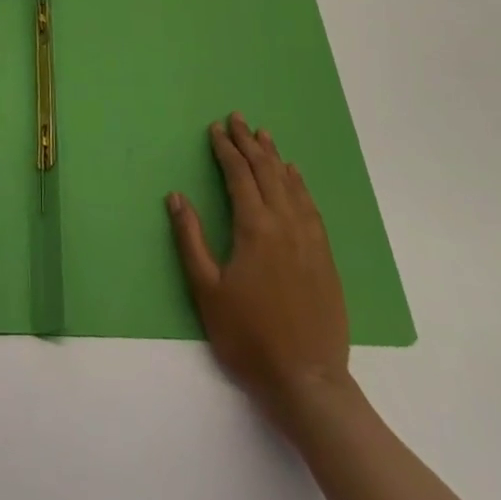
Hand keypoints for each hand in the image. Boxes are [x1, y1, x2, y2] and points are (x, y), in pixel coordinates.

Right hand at [168, 113, 351, 424]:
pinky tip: (295, 177)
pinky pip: (311, 207)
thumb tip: (176, 197)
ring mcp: (309, 240)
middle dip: (249, 143)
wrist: (307, 380)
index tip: (216, 129)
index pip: (239, 176)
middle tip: (238, 119)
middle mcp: (285, 224)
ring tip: (264, 136)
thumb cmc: (248, 336)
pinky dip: (299, 184)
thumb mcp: (206, 290)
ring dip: (275, 158)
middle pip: (266, 172)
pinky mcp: (325, 257)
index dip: (226, 149)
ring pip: (291, 185)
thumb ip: (190, 239)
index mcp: (255, 228)